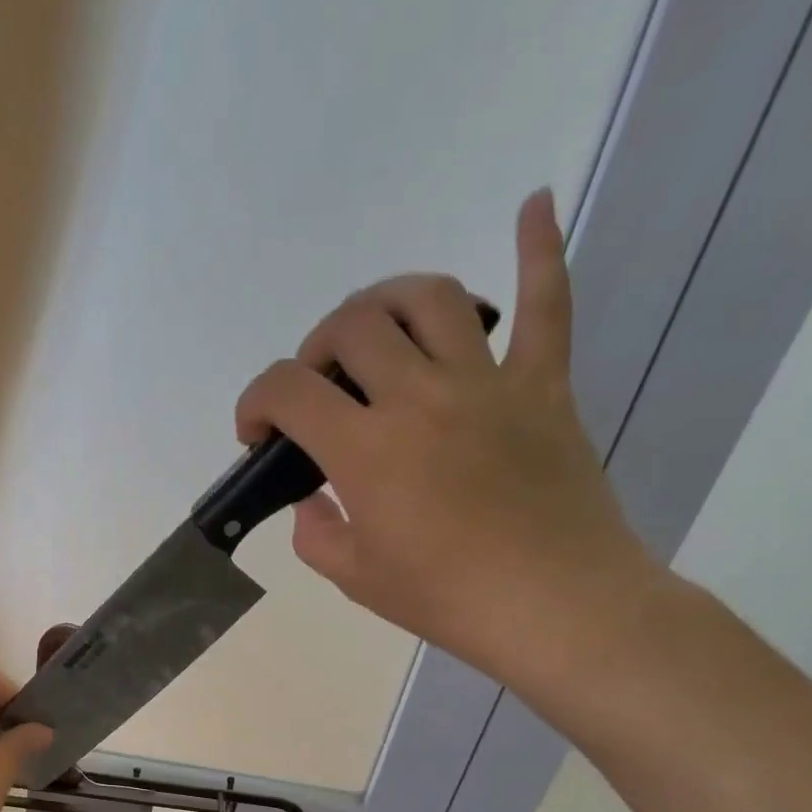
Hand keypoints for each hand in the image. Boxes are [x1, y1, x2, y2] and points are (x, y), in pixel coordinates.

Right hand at [233, 190, 659, 685]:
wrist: (556, 607)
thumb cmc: (447, 599)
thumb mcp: (355, 578)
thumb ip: (315, 532)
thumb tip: (313, 501)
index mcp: (366, 449)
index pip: (287, 389)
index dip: (255, 401)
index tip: (256, 433)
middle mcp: (419, 397)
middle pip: (351, 327)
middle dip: (314, 349)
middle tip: (318, 389)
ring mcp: (488, 383)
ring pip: (430, 299)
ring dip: (387, 300)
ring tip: (376, 328)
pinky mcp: (544, 385)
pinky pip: (547, 303)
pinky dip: (540, 249)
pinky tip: (534, 203)